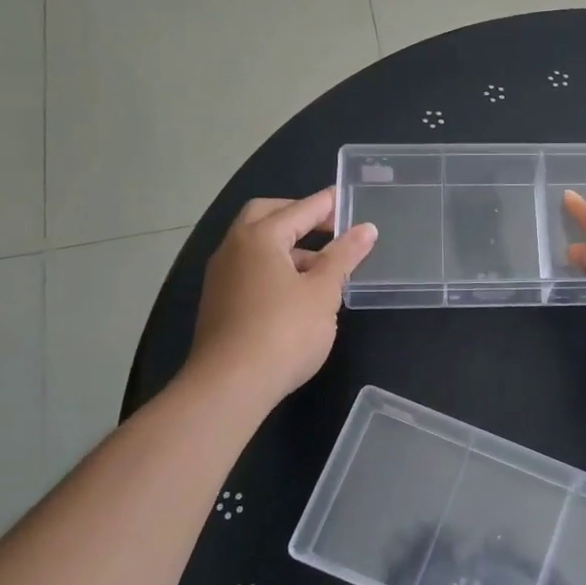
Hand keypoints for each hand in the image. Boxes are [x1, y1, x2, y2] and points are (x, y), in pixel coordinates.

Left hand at [187, 189, 376, 405]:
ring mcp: (222, 276)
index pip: (300, 209)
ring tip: (322, 265)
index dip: (327, 204)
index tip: (349, 198)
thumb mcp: (323, 292)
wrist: (229, 386)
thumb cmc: (284, 332)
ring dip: (288, 245)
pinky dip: (275, 267)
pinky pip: (250, 269)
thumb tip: (366, 229)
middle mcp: (234, 248)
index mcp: (259, 237)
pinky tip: (297, 291)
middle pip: (267, 216)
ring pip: (256, 245)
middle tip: (330, 227)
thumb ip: (343, 256)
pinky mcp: (219, 302)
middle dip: (299, 216)